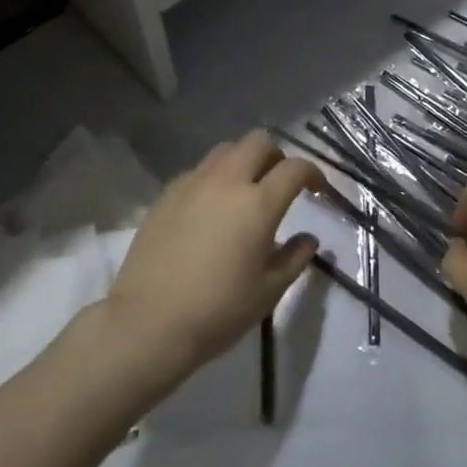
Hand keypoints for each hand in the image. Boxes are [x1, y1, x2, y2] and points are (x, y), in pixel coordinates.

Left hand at [104, 130, 323, 379]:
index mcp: (258, 203)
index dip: (313, 173)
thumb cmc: (218, 311)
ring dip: (244, 161)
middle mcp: (226, 182)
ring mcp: (192, 184)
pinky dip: (215, 178)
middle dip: (277, 156)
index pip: (295, 168)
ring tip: (245, 191)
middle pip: (258, 142)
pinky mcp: (166, 195)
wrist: (148, 323)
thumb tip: (308, 238)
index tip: (318, 189)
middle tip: (280, 184)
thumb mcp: (268, 291)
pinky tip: (211, 209)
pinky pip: (198, 171)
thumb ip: (295, 258)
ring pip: (226, 150)